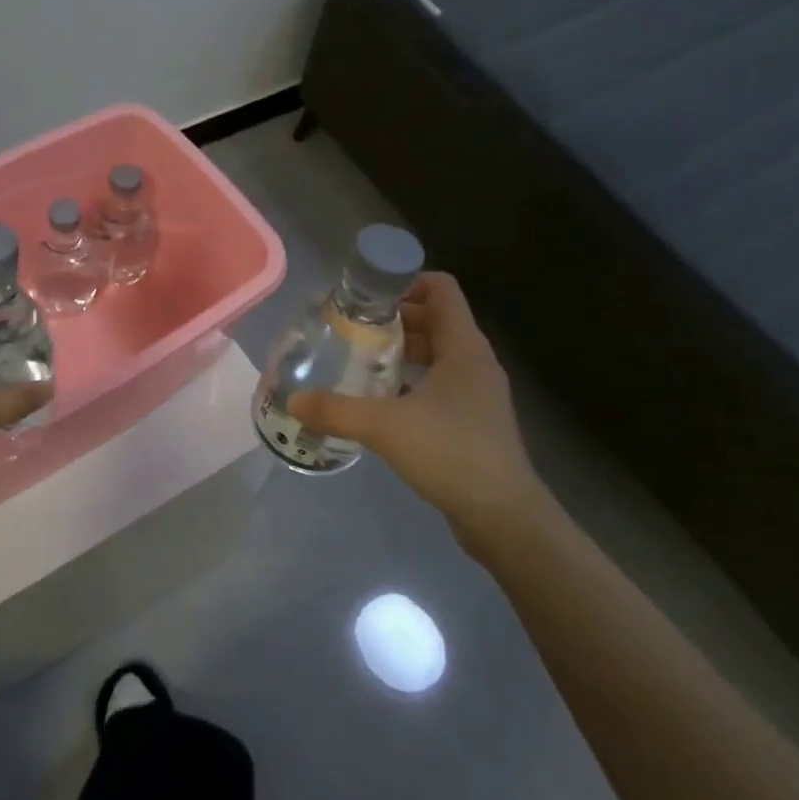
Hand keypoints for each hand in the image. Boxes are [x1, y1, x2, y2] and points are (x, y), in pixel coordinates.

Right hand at [288, 272, 546, 551]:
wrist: (504, 517)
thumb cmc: (452, 453)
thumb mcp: (386, 427)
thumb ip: (337, 410)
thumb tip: (294, 401)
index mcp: (463, 347)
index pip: (440, 289)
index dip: (404, 282)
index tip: (365, 297)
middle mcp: (474, 362)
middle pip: (433, 320)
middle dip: (392, 320)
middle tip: (350, 330)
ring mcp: (476, 393)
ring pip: (434, 355)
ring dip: (399, 353)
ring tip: (358, 362)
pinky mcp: (472, 421)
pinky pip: (437, 385)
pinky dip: (409, 383)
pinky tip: (378, 403)